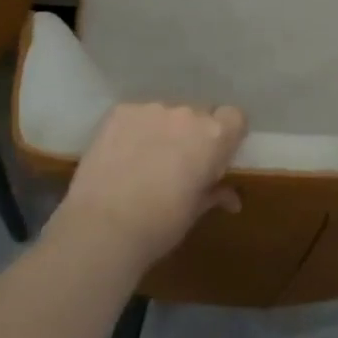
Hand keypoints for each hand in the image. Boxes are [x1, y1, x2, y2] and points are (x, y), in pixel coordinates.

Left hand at [52, 102, 246, 272]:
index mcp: (214, 136)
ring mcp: (151, 109)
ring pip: (166, 115)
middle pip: (198, 115)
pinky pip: (136, 116)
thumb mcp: (195, 211)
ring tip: (144, 161)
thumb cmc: (161, 224)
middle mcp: (187, 114)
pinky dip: (134, 131)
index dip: (227, 135)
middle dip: (192, 135)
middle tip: (178, 164)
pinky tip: (121, 156)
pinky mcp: (120, 112)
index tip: (216, 156)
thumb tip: (231, 198)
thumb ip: (214, 193)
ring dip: (163, 131)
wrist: (103, 227)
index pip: (234, 117)